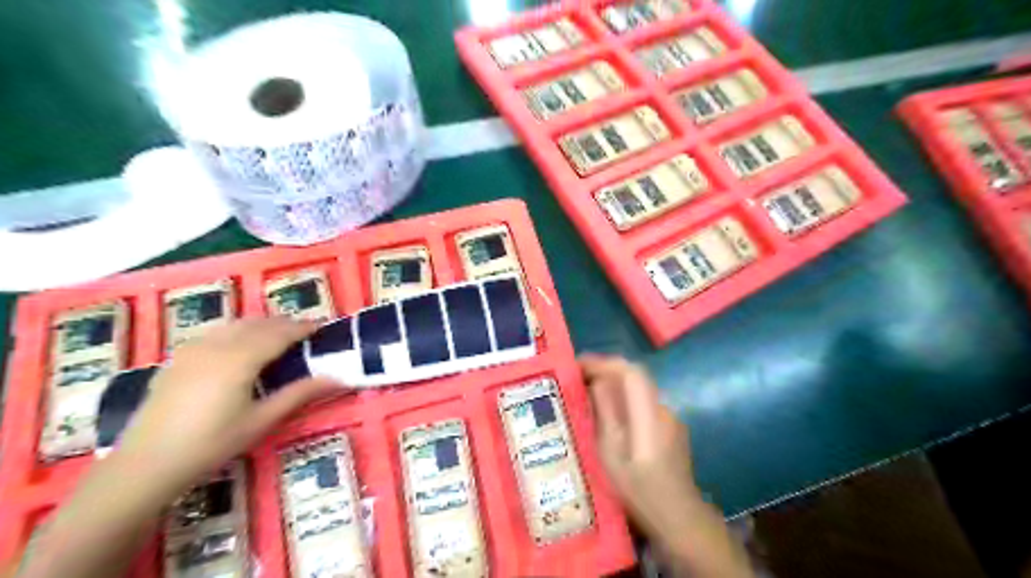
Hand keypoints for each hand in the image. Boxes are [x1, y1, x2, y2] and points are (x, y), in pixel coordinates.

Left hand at [116, 318, 341, 493]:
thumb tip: (338, 379)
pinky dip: (237, 331)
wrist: (146, 465)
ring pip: (235, 324)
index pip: (280, 333)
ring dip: (260, 324)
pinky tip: (239, 346)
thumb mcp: (262, 420)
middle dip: (284, 324)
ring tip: (277, 335)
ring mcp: (193, 349)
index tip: (322, 327)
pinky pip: (215, 333)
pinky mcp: (178, 359)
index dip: (303, 328)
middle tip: (305, 332)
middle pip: (258, 324)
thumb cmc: (212, 443)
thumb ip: (300, 394)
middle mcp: (217, 345)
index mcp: (241, 358)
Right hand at [579, 354, 701, 539]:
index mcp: (649, 415)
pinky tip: (608, 417)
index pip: (630, 372)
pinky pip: (642, 404)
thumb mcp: (611, 454)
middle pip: (634, 378)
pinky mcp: (670, 428)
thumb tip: (596, 382)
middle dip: (604, 371)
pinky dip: (623, 401)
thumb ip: (605, 413)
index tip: (578, 364)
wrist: (679, 518)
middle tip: (577, 378)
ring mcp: (670, 419)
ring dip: (613, 386)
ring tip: (586, 395)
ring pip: (637, 391)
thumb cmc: (639, 491)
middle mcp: (663, 409)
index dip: (603, 363)